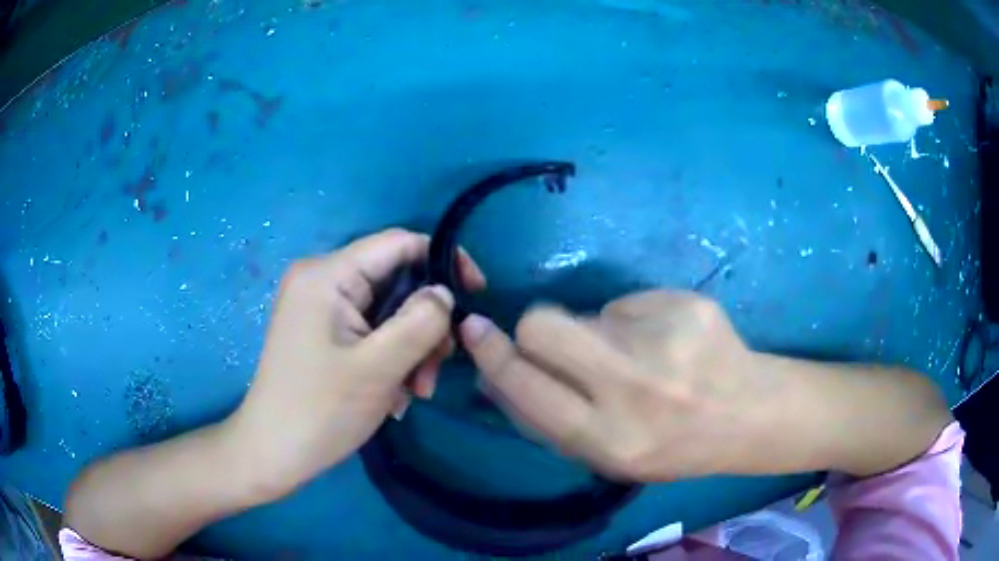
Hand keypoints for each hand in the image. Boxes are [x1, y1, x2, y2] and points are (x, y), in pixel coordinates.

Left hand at [229, 229, 484, 495]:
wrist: (273, 454)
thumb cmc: (320, 411)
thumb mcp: (378, 368)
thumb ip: (420, 322)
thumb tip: (446, 293)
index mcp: (327, 275)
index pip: (399, 243)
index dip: (444, 261)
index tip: (476, 295)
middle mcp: (322, 280)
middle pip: (396, 280)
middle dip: (425, 322)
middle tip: (436, 369)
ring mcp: (321, 307)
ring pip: (388, 310)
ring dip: (412, 348)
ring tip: (417, 391)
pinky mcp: (323, 331)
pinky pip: (372, 330)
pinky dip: (392, 358)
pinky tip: (395, 395)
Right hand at [459, 290, 765, 481]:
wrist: (750, 415)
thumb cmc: (673, 446)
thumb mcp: (607, 455)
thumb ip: (549, 420)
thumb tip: (496, 378)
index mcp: (608, 438)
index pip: (526, 386)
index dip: (493, 355)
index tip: (474, 330)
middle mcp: (634, 388)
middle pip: (543, 325)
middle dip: (537, 330)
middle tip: (564, 342)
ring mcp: (666, 340)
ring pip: (589, 312)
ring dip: (598, 332)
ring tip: (639, 355)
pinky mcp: (688, 304)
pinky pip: (630, 301)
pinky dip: (637, 320)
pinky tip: (668, 343)